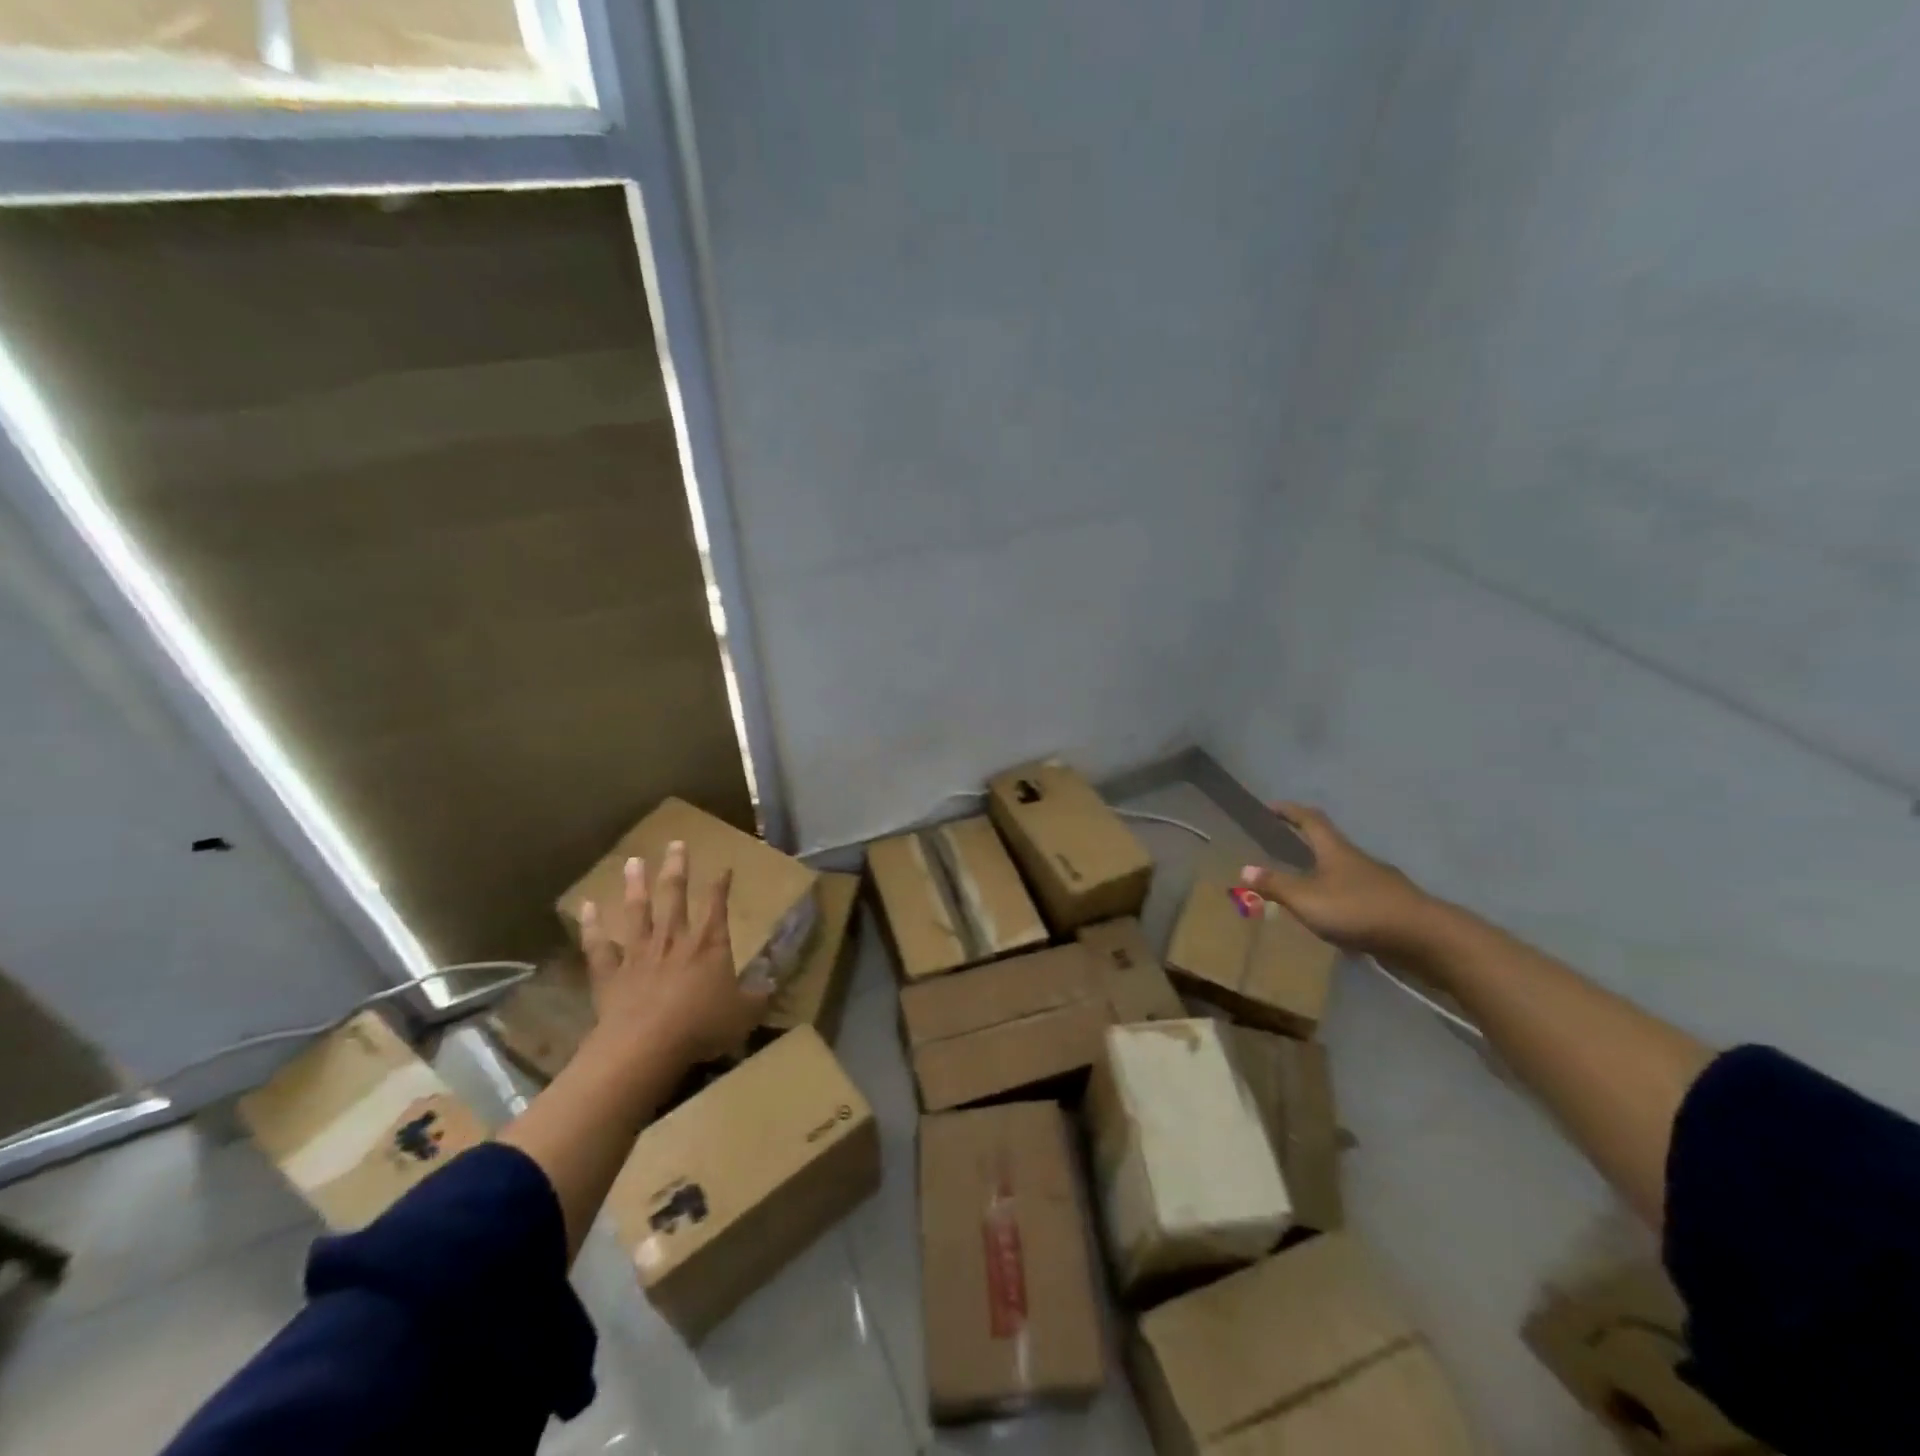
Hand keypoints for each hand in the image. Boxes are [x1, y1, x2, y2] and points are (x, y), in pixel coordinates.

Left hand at [577, 841, 768, 1068]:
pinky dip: (591, 926)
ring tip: (633, 861)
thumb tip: (773, 980)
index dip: (721, 885)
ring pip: (637, 910)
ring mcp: (638, 953)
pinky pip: (598, 945)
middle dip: (677, 868)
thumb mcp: (745, 1013)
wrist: (645, 1046)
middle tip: (675, 843)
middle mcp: (674, 938)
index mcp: (709, 944)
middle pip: (674, 895)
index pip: (717, 905)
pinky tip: (586, 906)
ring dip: (635, 885)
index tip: (724, 867)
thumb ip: (759, 995)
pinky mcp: (610, 973)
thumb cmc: (701, 1026)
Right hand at [1241, 803, 1442, 957]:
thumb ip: (1276, 885)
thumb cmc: (1359, 910)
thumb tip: (1244, 868)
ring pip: (1345, 871)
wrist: (1425, 938)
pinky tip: (1336, 919)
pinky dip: (1341, 900)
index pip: (1310, 820)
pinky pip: (1358, 896)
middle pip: (1330, 844)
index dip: (1290, 811)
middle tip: (1284, 846)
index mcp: (1335, 850)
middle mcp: (1358, 860)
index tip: (1272, 806)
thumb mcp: (1307, 899)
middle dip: (1307, 843)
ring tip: (1305, 888)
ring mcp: (1379, 883)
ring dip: (1324, 874)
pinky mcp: (1392, 906)